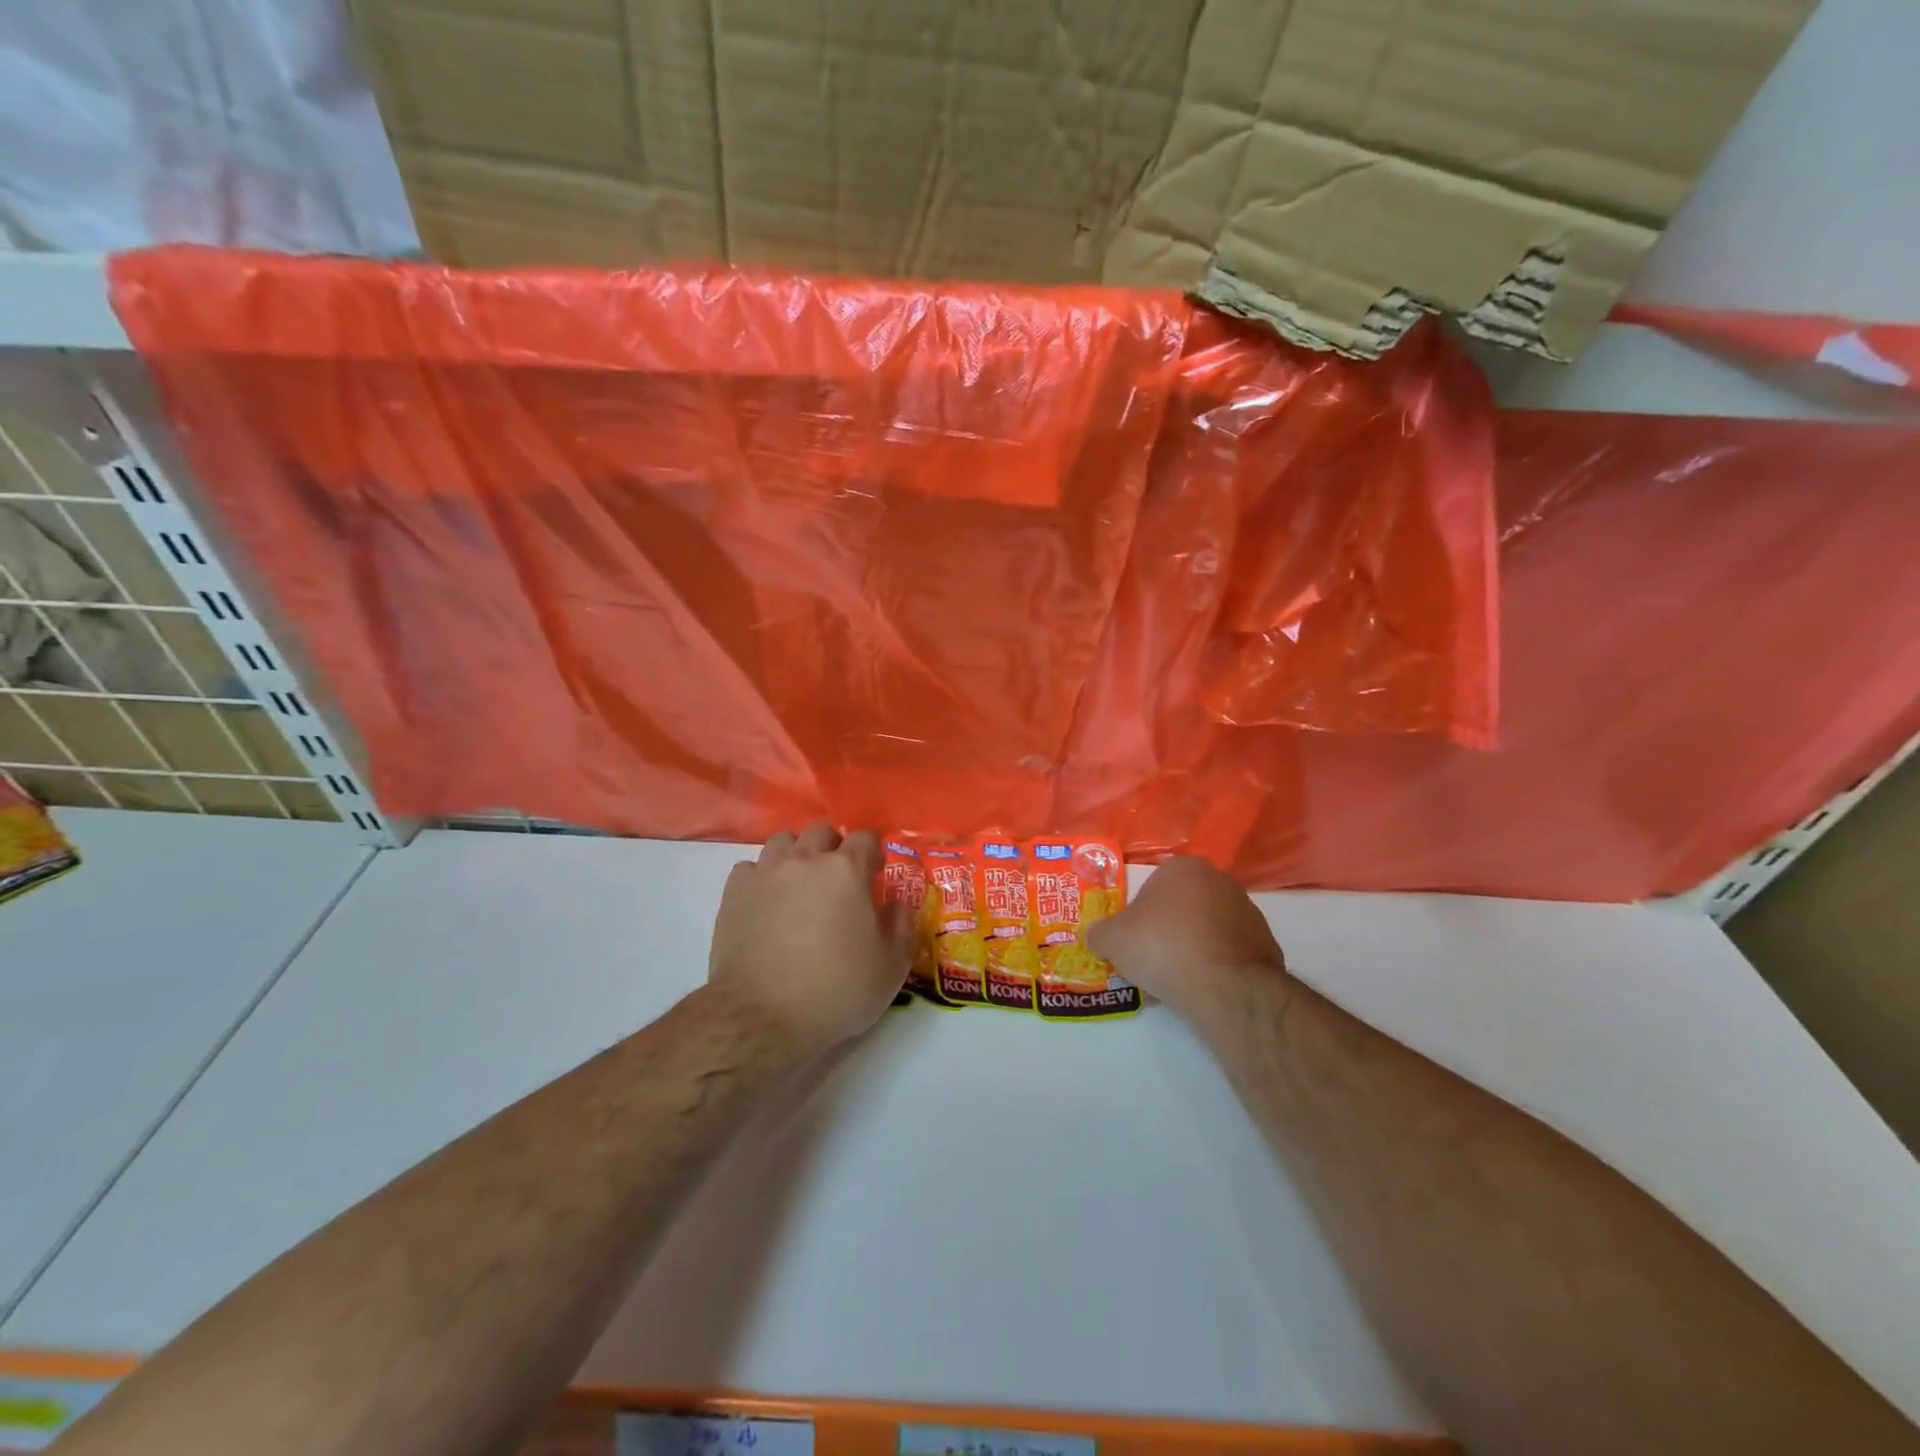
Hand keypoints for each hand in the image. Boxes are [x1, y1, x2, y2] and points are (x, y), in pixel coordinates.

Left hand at [707, 824, 910, 1052]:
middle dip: (833, 847)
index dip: (872, 854)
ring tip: (800, 885)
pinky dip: (763, 878)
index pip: (865, 838)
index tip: (874, 875)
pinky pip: (751, 867)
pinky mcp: (734, 892)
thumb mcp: (891, 968)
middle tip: (837, 880)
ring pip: (783, 841)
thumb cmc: (836, 992)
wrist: (762, 1018)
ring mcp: (766, 872)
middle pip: (822, 831)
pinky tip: (767, 903)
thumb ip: (901, 926)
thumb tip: (896, 902)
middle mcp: (806, 860)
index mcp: (847, 871)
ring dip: (797, 855)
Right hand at [1087, 856, 1285, 1021]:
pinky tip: (1202, 989)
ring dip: (1192, 949)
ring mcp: (1248, 913)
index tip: (1134, 941)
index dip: (1139, 916)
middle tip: (1152, 961)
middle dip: (1167, 931)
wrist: (1224, 986)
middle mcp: (1220, 881)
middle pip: (1182, 907)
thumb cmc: (1162, 946)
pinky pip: (1229, 954)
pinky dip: (1216, 967)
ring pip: (1207, 930)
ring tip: (1176, 982)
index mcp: (1184, 868)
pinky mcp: (1267, 945)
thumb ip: (1100, 933)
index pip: (1153, 886)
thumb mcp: (1112, 939)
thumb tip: (1096, 937)